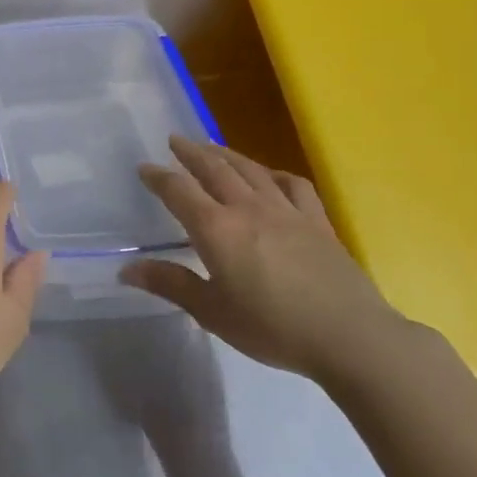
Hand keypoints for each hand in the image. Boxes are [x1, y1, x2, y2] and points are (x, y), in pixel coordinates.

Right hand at [118, 136, 407, 382]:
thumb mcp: (212, 312)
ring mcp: (286, 211)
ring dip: (227, 155)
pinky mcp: (317, 221)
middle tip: (175, 140)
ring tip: (212, 148)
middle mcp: (248, 209)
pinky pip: (293, 185)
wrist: (350, 336)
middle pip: (214, 169)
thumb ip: (170, 284)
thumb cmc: (272, 327)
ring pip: (251, 170)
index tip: (144, 167)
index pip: (178, 191)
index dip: (158, 177)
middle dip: (191, 152)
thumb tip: (126, 269)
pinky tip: (270, 176)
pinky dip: (275, 174)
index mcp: (216, 229)